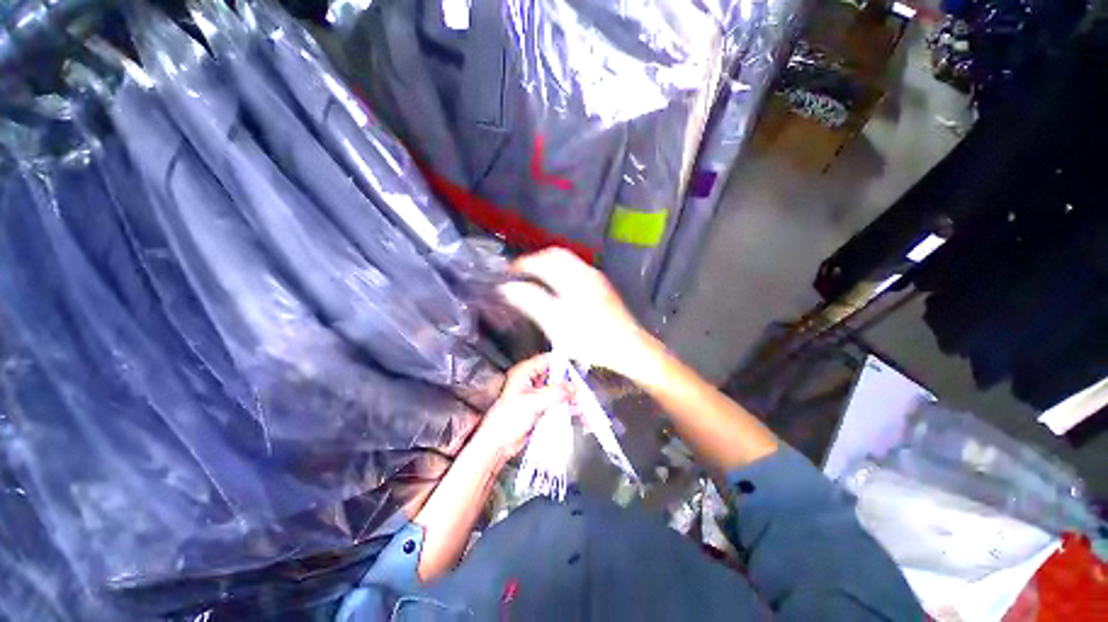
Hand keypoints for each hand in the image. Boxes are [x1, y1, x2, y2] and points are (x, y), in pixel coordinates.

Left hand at [472, 354, 572, 459]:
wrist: (499, 444)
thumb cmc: (504, 421)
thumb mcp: (531, 403)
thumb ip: (553, 393)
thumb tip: (570, 387)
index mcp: (524, 372)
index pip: (547, 360)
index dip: (561, 364)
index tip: (574, 371)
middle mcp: (530, 381)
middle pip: (555, 375)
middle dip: (568, 383)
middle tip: (579, 391)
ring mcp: (536, 395)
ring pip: (557, 390)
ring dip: (569, 396)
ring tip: (579, 403)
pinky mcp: (540, 408)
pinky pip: (557, 403)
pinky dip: (566, 406)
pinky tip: (574, 411)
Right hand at [499, 247, 658, 379]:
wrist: (629, 347)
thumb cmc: (591, 338)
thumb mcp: (556, 323)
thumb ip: (532, 302)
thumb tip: (509, 288)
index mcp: (573, 278)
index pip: (543, 259)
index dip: (523, 263)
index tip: (510, 272)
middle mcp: (586, 272)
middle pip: (557, 255)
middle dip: (537, 260)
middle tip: (522, 273)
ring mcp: (596, 278)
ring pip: (568, 261)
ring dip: (549, 265)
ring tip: (536, 279)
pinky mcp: (602, 287)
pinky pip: (576, 270)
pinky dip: (561, 272)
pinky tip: (558, 288)